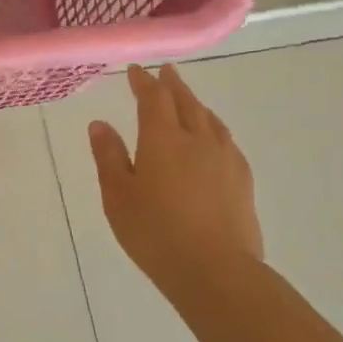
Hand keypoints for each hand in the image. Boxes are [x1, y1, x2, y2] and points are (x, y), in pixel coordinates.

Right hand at [89, 64, 264, 293]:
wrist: (215, 270)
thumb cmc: (155, 232)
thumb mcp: (118, 195)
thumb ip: (109, 156)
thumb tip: (100, 124)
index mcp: (162, 139)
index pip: (153, 98)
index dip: (144, 82)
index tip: (136, 70)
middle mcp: (196, 139)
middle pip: (186, 102)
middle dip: (172, 85)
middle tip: (165, 72)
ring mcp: (224, 159)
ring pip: (210, 119)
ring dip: (196, 104)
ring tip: (188, 100)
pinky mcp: (243, 180)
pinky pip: (226, 140)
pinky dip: (214, 128)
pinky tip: (214, 139)